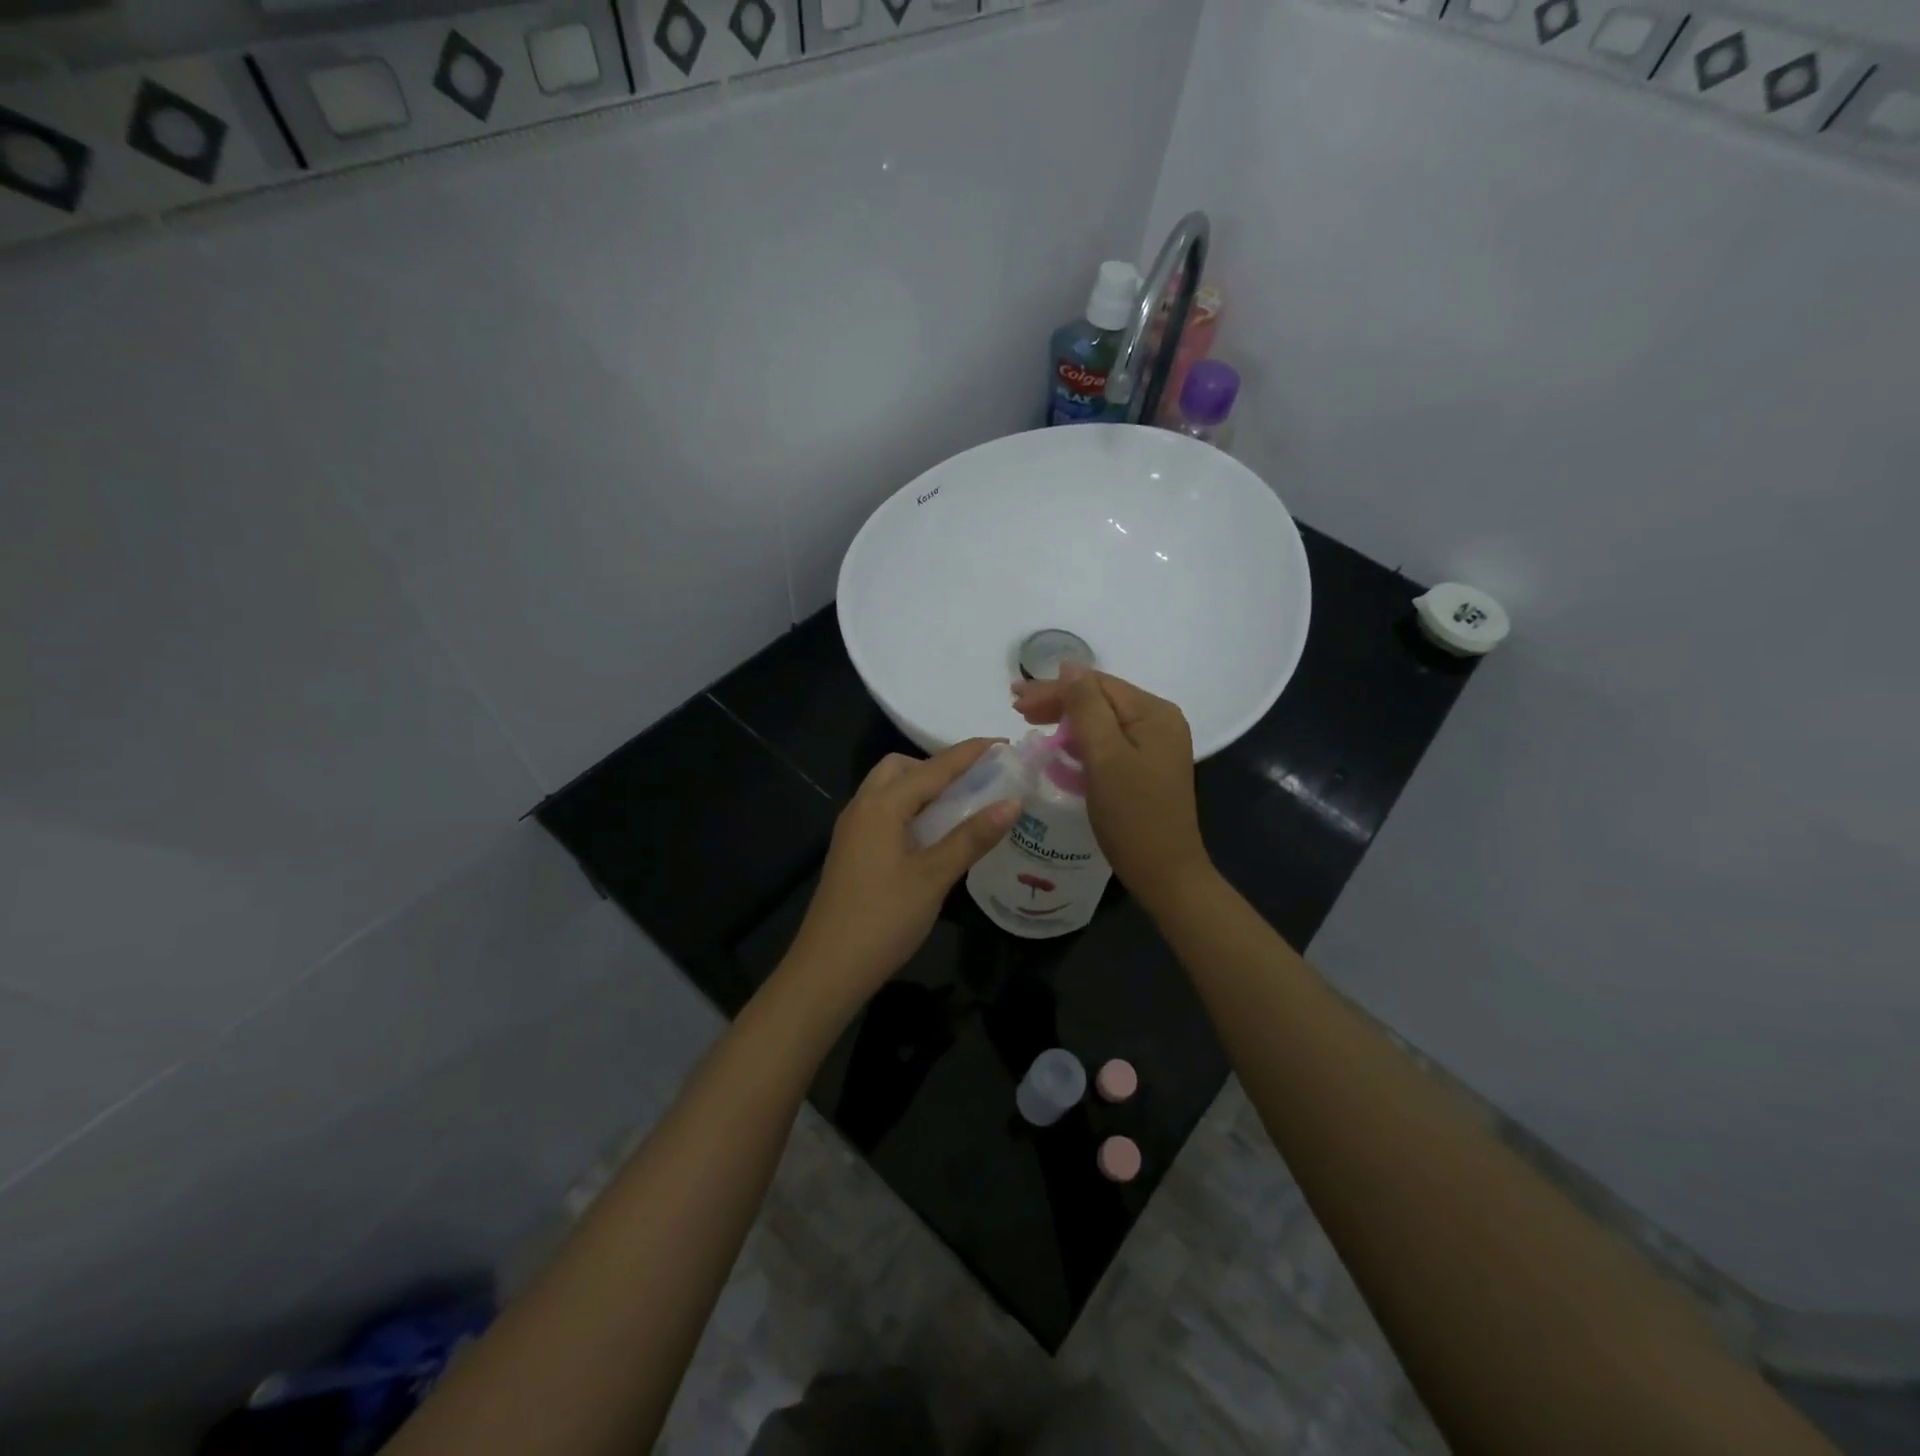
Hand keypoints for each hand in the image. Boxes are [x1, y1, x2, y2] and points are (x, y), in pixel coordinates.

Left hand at [783, 740, 1019, 1017]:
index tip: (1003, 744)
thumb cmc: (884, 919)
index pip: (934, 768)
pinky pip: (881, 812)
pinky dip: (908, 809)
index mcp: (882, 805)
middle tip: (973, 784)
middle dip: (937, 767)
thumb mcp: (934, 876)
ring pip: (887, 789)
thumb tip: (1012, 802)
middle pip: (901, 768)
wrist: (828, 968)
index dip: (970, 753)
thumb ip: (972, 837)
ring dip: (920, 788)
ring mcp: (852, 829)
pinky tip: (929, 835)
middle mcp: (862, 806)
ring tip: (957, 808)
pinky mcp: (850, 850)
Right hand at [1012, 666, 1213, 911]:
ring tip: (1030, 720)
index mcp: (1154, 713)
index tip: (1014, 700)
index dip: (1054, 689)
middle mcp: (1160, 721)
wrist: (1165, 873)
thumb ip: (1086, 708)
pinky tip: (1059, 744)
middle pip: (1100, 699)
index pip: (1096, 685)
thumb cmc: (1132, 816)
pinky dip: (1081, 739)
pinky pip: (1108, 740)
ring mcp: (1155, 745)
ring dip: (1066, 718)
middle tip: (1016, 707)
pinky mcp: (1146, 766)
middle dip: (1058, 700)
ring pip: (1102, 719)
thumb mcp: (1105, 757)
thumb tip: (1069, 666)